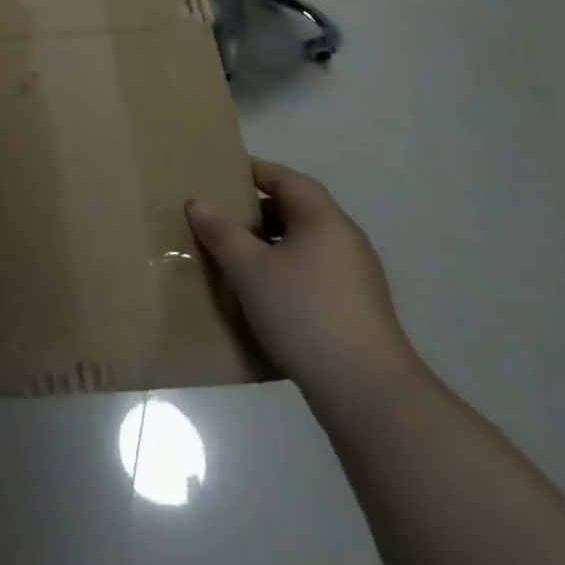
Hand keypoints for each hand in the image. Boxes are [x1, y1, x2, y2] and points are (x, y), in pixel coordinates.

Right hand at [187, 159, 415, 396]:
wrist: (367, 392)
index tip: (223, 174)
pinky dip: (287, 272)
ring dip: (271, 246)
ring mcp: (356, 277)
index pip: (287, 179)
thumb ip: (221, 233)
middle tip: (222, 220)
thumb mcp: (250, 270)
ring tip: (236, 259)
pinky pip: (314, 273)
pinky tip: (264, 296)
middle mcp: (345, 240)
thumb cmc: (304, 313)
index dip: (255, 171)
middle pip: (297, 210)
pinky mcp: (357, 309)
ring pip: (305, 245)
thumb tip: (197, 203)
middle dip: (258, 212)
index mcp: (323, 219)